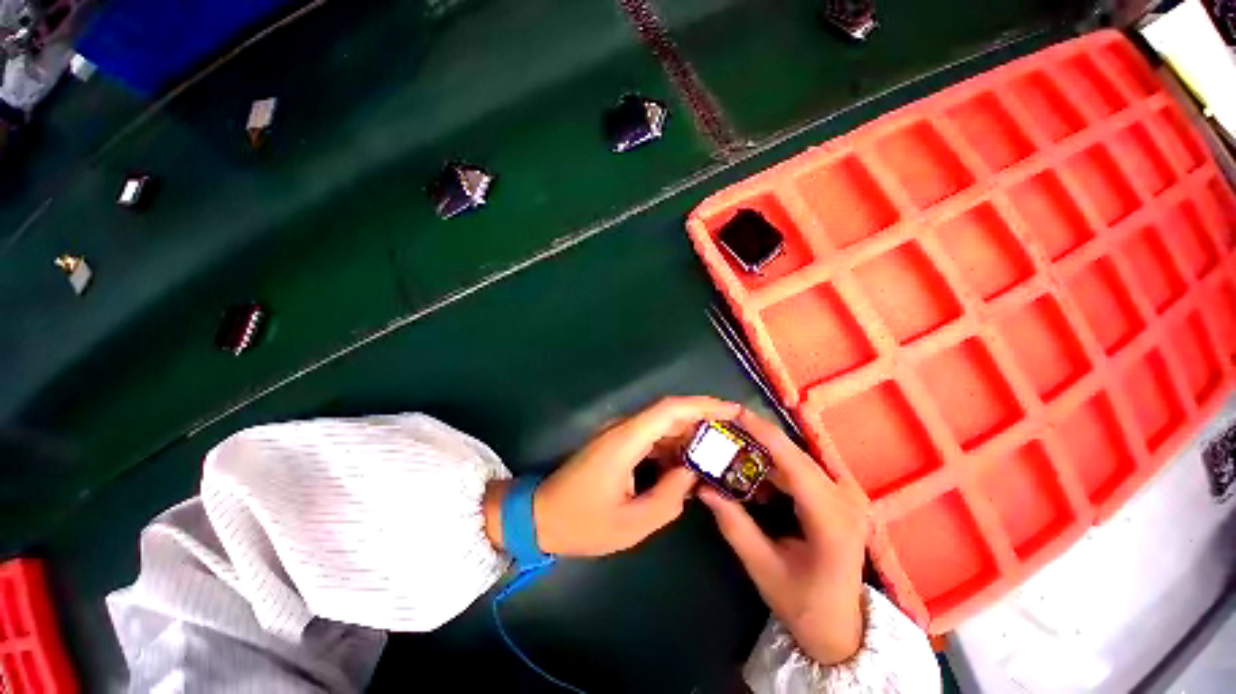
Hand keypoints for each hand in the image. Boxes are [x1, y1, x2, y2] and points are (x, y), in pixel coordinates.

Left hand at [484, 396, 741, 556]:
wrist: (540, 517)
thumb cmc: (582, 523)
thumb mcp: (632, 522)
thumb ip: (669, 497)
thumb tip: (692, 473)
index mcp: (626, 440)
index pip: (670, 410)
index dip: (703, 405)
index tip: (732, 411)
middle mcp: (623, 428)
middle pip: (669, 413)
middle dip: (703, 420)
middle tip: (733, 434)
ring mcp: (619, 435)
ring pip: (661, 425)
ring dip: (688, 434)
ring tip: (718, 450)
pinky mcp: (617, 444)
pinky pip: (651, 438)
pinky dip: (672, 446)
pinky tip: (688, 463)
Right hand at [699, 409, 869, 664]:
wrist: (842, 629)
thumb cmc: (804, 605)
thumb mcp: (763, 568)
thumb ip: (733, 524)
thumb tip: (703, 488)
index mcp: (831, 520)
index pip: (794, 463)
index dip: (763, 433)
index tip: (735, 413)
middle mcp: (845, 500)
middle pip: (795, 456)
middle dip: (757, 438)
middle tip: (723, 429)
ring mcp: (844, 498)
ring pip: (796, 460)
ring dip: (763, 451)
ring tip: (730, 446)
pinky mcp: (837, 498)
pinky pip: (801, 471)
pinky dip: (774, 467)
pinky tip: (752, 472)